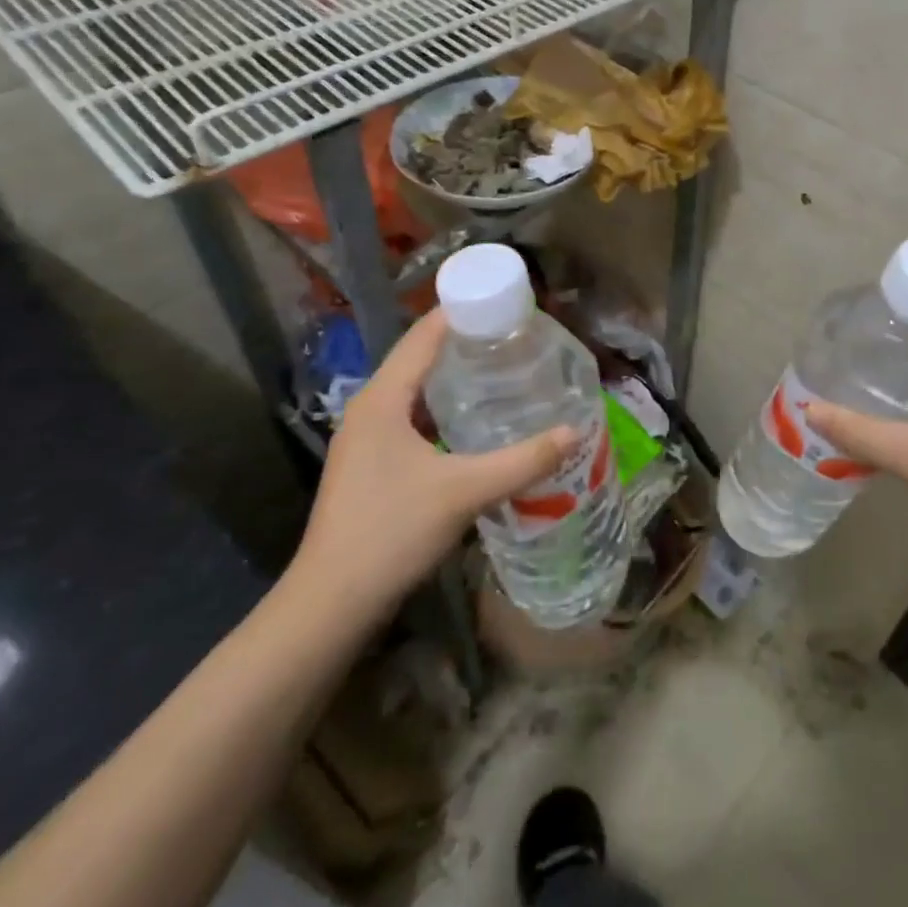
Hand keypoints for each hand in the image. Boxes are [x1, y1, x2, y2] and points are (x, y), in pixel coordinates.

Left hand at [290, 310, 576, 615]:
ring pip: (416, 391)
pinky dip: (445, 410)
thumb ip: (523, 460)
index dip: (463, 313)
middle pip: (420, 358)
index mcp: (383, 398)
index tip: (507, 304)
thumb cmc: (392, 531)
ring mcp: (367, 438)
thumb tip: (575, 431)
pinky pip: (413, 418)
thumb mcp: (464, 491)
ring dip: (455, 378)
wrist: (332, 602)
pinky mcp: (371, 464)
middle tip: (517, 338)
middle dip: (466, 343)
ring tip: (504, 371)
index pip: (424, 335)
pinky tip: (476, 422)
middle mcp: (370, 408)